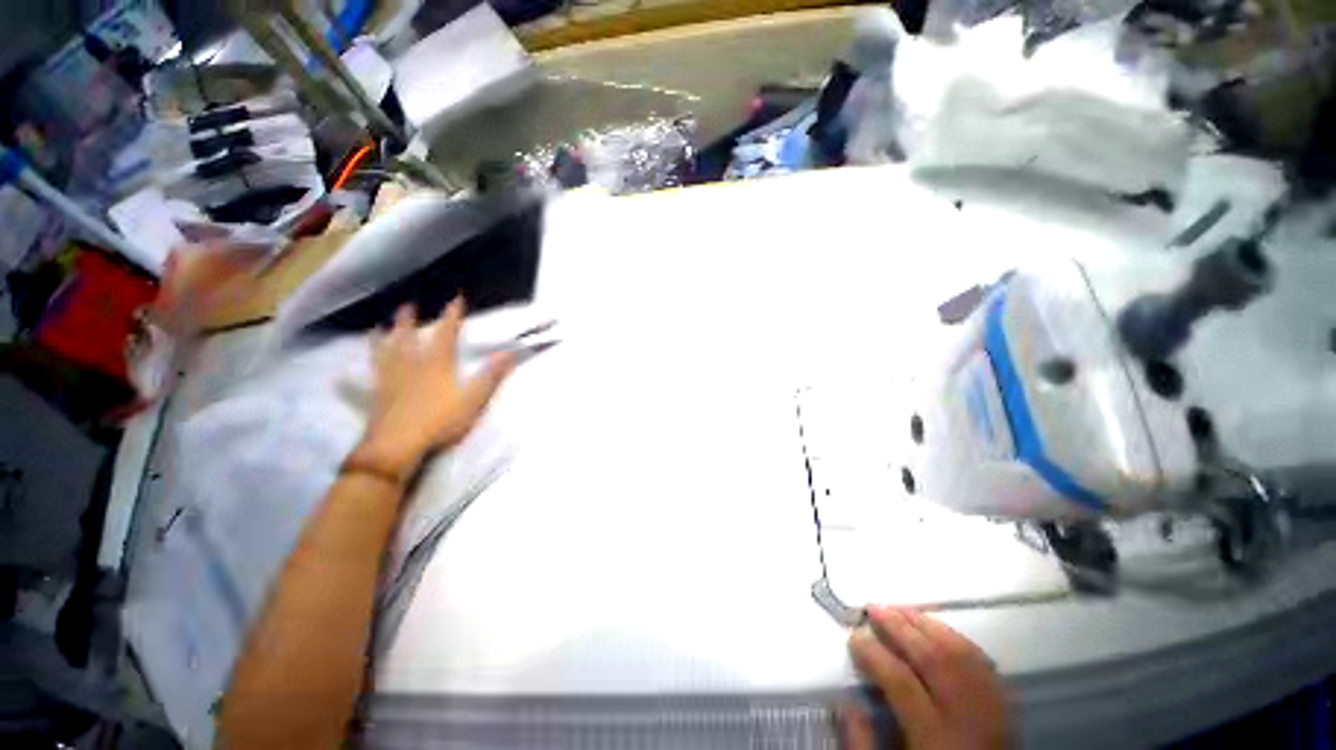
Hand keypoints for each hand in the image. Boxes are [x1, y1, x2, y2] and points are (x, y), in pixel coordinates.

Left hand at [354, 299, 514, 480]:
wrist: (397, 446)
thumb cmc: (440, 422)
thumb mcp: (473, 399)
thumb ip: (490, 376)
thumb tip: (509, 353)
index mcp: (436, 364)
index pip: (446, 334)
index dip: (452, 316)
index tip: (456, 299)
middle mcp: (410, 366)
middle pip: (408, 338)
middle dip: (409, 321)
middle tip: (406, 306)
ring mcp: (389, 381)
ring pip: (383, 354)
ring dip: (382, 339)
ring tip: (377, 328)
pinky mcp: (376, 397)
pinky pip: (364, 381)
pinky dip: (353, 377)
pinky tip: (341, 378)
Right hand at [843, 606, 1014, 749]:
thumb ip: (863, 743)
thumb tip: (846, 702)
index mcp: (936, 738)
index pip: (901, 681)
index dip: (874, 654)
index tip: (854, 636)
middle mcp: (968, 717)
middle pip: (933, 658)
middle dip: (899, 627)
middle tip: (873, 607)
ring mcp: (993, 709)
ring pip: (960, 653)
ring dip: (927, 625)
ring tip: (899, 609)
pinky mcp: (1006, 705)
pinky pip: (982, 661)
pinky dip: (956, 638)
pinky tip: (937, 628)